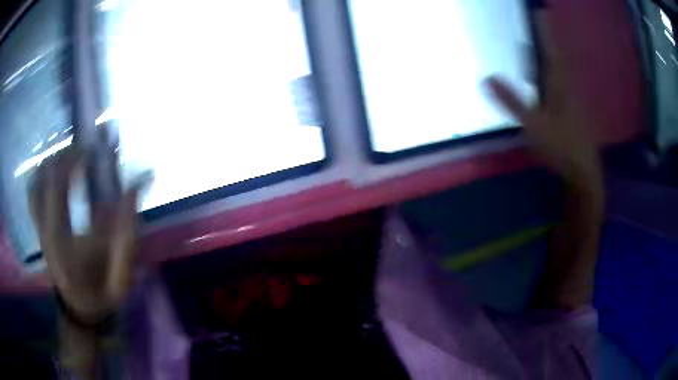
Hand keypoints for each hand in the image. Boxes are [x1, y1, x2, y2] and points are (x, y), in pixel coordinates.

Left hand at [28, 146, 142, 322]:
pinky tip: (54, 171)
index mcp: (62, 241)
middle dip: (68, 153)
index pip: (61, 183)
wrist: (80, 311)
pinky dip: (41, 175)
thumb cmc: (101, 295)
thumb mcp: (120, 274)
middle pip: (47, 173)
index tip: (98, 149)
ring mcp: (39, 226)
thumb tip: (138, 184)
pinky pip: (32, 192)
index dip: (78, 157)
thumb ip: (128, 233)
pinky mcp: (38, 227)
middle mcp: (45, 228)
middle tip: (88, 149)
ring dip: (54, 161)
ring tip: (71, 155)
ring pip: (36, 179)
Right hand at [486, 29, 600, 191]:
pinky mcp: (574, 107)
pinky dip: (555, 69)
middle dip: (548, 34)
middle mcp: (567, 83)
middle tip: (539, 18)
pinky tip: (549, 72)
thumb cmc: (561, 146)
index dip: (543, 27)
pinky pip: (563, 79)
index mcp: (558, 82)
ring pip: (561, 66)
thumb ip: (511, 101)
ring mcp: (572, 95)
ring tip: (542, 38)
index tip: (538, 10)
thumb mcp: (533, 125)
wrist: (584, 171)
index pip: (549, 46)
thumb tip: (486, 78)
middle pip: (556, 52)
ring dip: (552, 50)